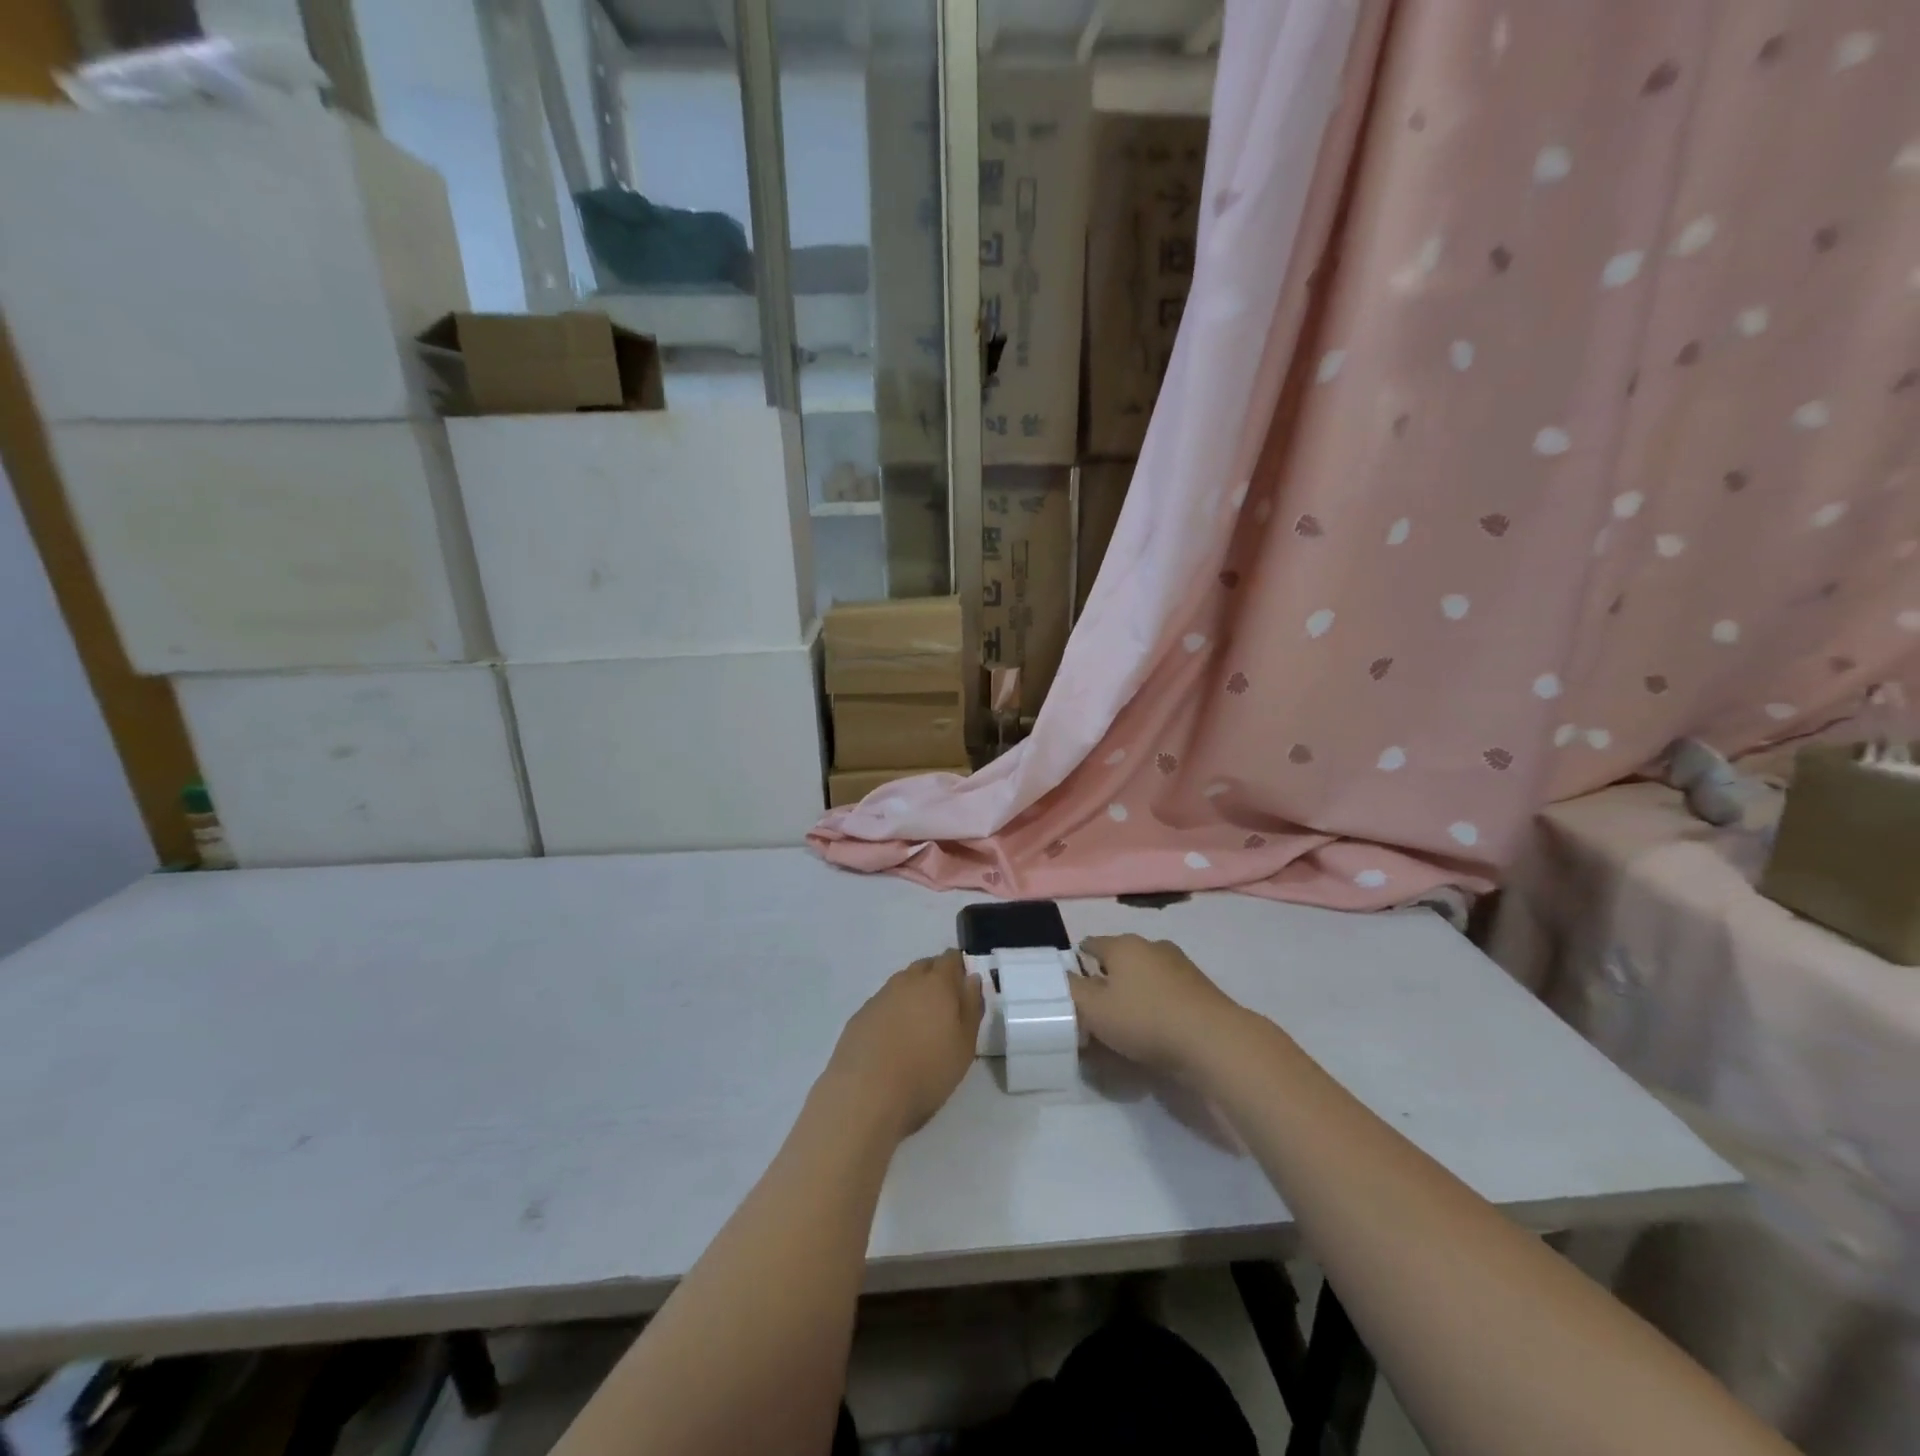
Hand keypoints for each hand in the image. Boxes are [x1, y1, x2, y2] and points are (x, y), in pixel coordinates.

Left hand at [824, 950, 984, 1137]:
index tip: (964, 985)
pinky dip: (892, 1011)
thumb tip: (972, 978)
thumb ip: (971, 1007)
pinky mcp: (860, 1015)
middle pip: (925, 966)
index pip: (950, 958)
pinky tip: (893, 1037)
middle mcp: (907, 981)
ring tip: (919, 1023)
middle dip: (936, 977)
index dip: (959, 966)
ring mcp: (880, 997)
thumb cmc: (927, 1071)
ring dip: (913, 994)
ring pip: (902, 983)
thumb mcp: (965, 1045)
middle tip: (944, 1005)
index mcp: (937, 984)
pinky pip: (883, 1003)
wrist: (866, 1093)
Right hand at [1071, 935, 1247, 1079]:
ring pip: (1145, 975)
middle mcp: (1151, 946)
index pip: (1091, 944)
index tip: (1071, 987)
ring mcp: (1180, 965)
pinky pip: (1166, 992)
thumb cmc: (1145, 1019)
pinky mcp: (1200, 989)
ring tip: (1124, 1022)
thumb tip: (1060, 977)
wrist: (1214, 1041)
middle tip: (1095, 1009)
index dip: (1077, 963)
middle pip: (1119, 959)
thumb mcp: (1094, 1009)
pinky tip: (1153, 1028)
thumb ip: (1071, 991)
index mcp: (1123, 945)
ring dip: (1134, 993)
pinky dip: (1156, 1005)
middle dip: (1106, 979)